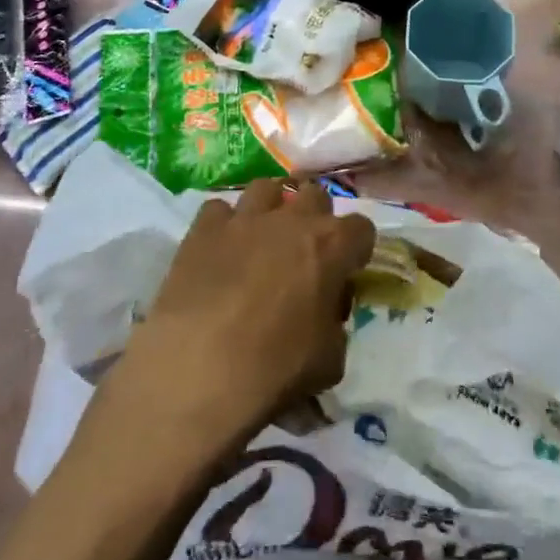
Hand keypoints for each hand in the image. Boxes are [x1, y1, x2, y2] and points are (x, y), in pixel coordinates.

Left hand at [116, 178, 374, 449]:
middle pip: (315, 195)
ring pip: (266, 188)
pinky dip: (223, 225)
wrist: (197, 371)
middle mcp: (292, 220)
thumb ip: (336, 326)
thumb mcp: (330, 360)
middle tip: (304, 253)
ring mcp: (245, 218)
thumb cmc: (275, 369)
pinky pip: (218, 209)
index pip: (362, 228)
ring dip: (271, 209)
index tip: (346, 271)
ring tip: (262, 238)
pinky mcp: (203, 229)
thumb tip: (326, 316)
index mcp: (332, 246)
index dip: (356, 249)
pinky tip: (219, 251)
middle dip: (315, 218)